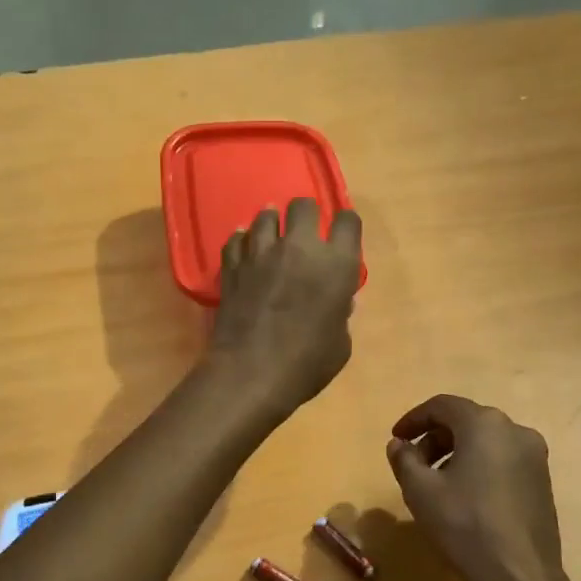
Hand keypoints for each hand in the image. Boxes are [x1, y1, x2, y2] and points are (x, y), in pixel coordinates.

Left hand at [207, 198, 361, 417]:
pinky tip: (245, 250)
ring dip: (272, 223)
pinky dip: (242, 242)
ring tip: (272, 237)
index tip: (341, 238)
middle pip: (304, 206)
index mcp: (337, 265)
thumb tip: (336, 303)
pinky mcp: (232, 267)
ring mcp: (261, 254)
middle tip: (304, 232)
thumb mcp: (340, 345)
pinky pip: (236, 240)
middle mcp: (300, 248)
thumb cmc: (307, 365)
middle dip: (306, 215)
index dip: (345, 226)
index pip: (348, 221)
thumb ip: (340, 315)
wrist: (251, 374)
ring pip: (265, 216)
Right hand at [386, 395, 565, 580]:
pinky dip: (479, 466)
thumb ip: (404, 459)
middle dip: (435, 438)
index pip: (442, 405)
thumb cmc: (464, 525)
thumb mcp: (420, 490)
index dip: (414, 419)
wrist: (519, 574)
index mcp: (485, 424)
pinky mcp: (542, 480)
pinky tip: (465, 496)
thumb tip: (399, 445)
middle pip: (466, 421)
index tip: (396, 439)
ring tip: (436, 483)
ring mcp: (534, 456)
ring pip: (486, 441)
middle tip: (412, 464)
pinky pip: (503, 460)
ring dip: (456, 453)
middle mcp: (515, 430)